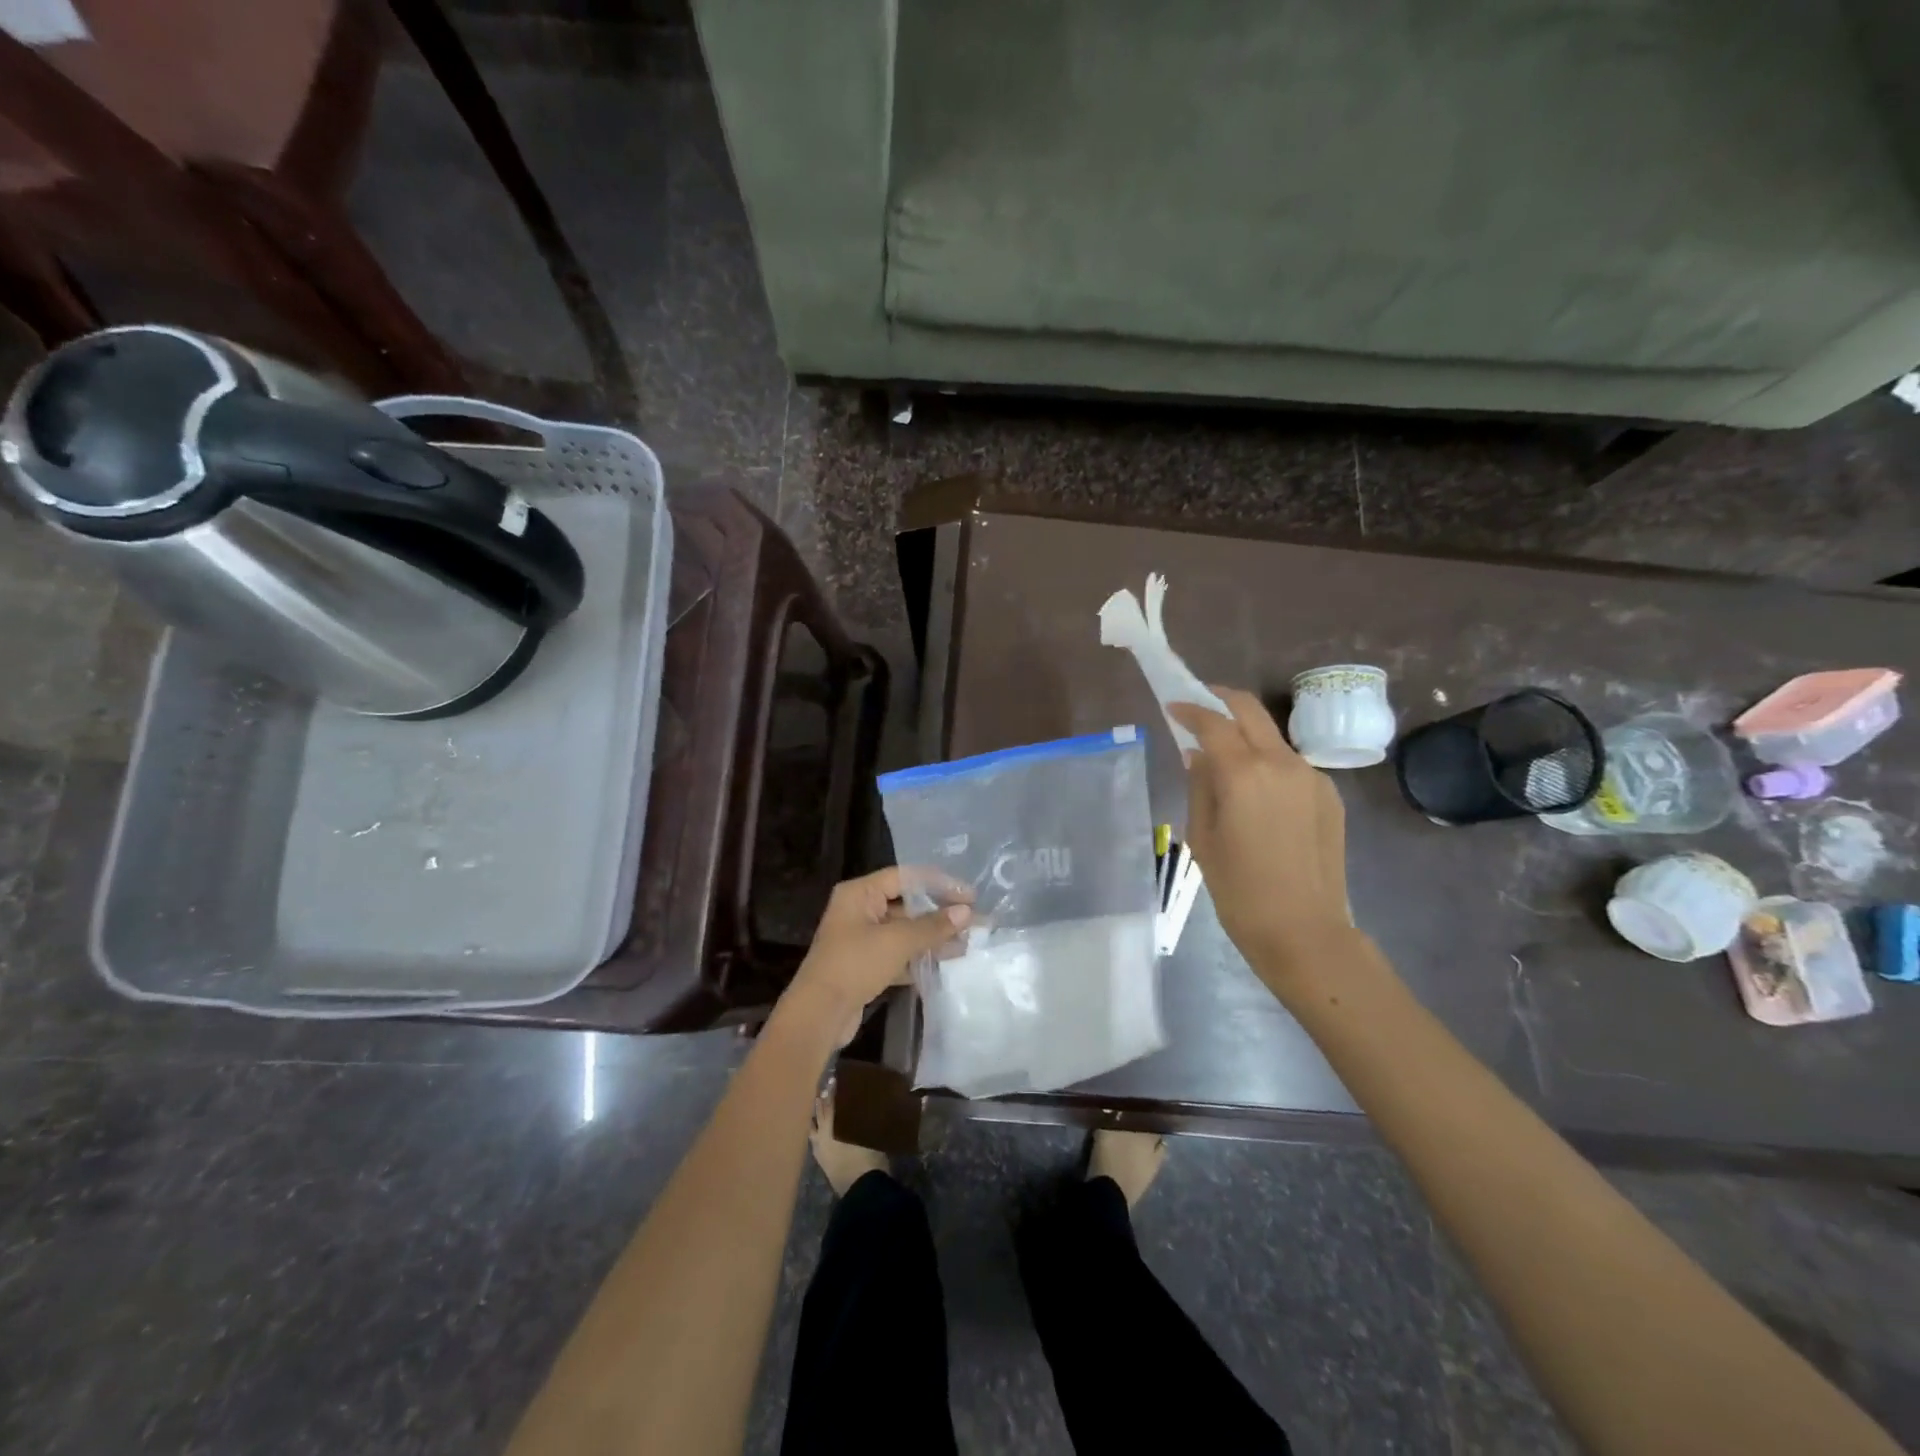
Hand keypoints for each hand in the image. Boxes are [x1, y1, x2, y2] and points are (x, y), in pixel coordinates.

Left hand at [780, 867, 971, 1044]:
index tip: (970, 895)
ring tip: (968, 943)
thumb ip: (933, 926)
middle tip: (974, 920)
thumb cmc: (855, 965)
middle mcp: (860, 909)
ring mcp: (862, 938)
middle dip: (940, 913)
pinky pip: (899, 952)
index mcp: (860, 893)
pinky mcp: (866, 964)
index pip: (906, 876)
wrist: (819, 1015)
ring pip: (905, 930)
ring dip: (934, 936)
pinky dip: (921, 955)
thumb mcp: (897, 941)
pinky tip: (947, 961)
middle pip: (907, 903)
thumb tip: (967, 912)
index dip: (939, 883)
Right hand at [1170, 688, 1353, 992]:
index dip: (1190, 709)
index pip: (1213, 723)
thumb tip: (1198, 756)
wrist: (1304, 931)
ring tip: (1225, 758)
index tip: (1173, 706)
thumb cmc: (1239, 891)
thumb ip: (1200, 787)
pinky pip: (1291, 766)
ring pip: (1273, 738)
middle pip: (1250, 711)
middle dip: (1222, 700)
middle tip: (1200, 705)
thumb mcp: (1202, 838)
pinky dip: (1268, 764)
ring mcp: (1312, 778)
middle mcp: (1282, 763)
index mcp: (1245, 774)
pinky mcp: (1329, 795)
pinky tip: (1257, 794)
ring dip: (1246, 735)